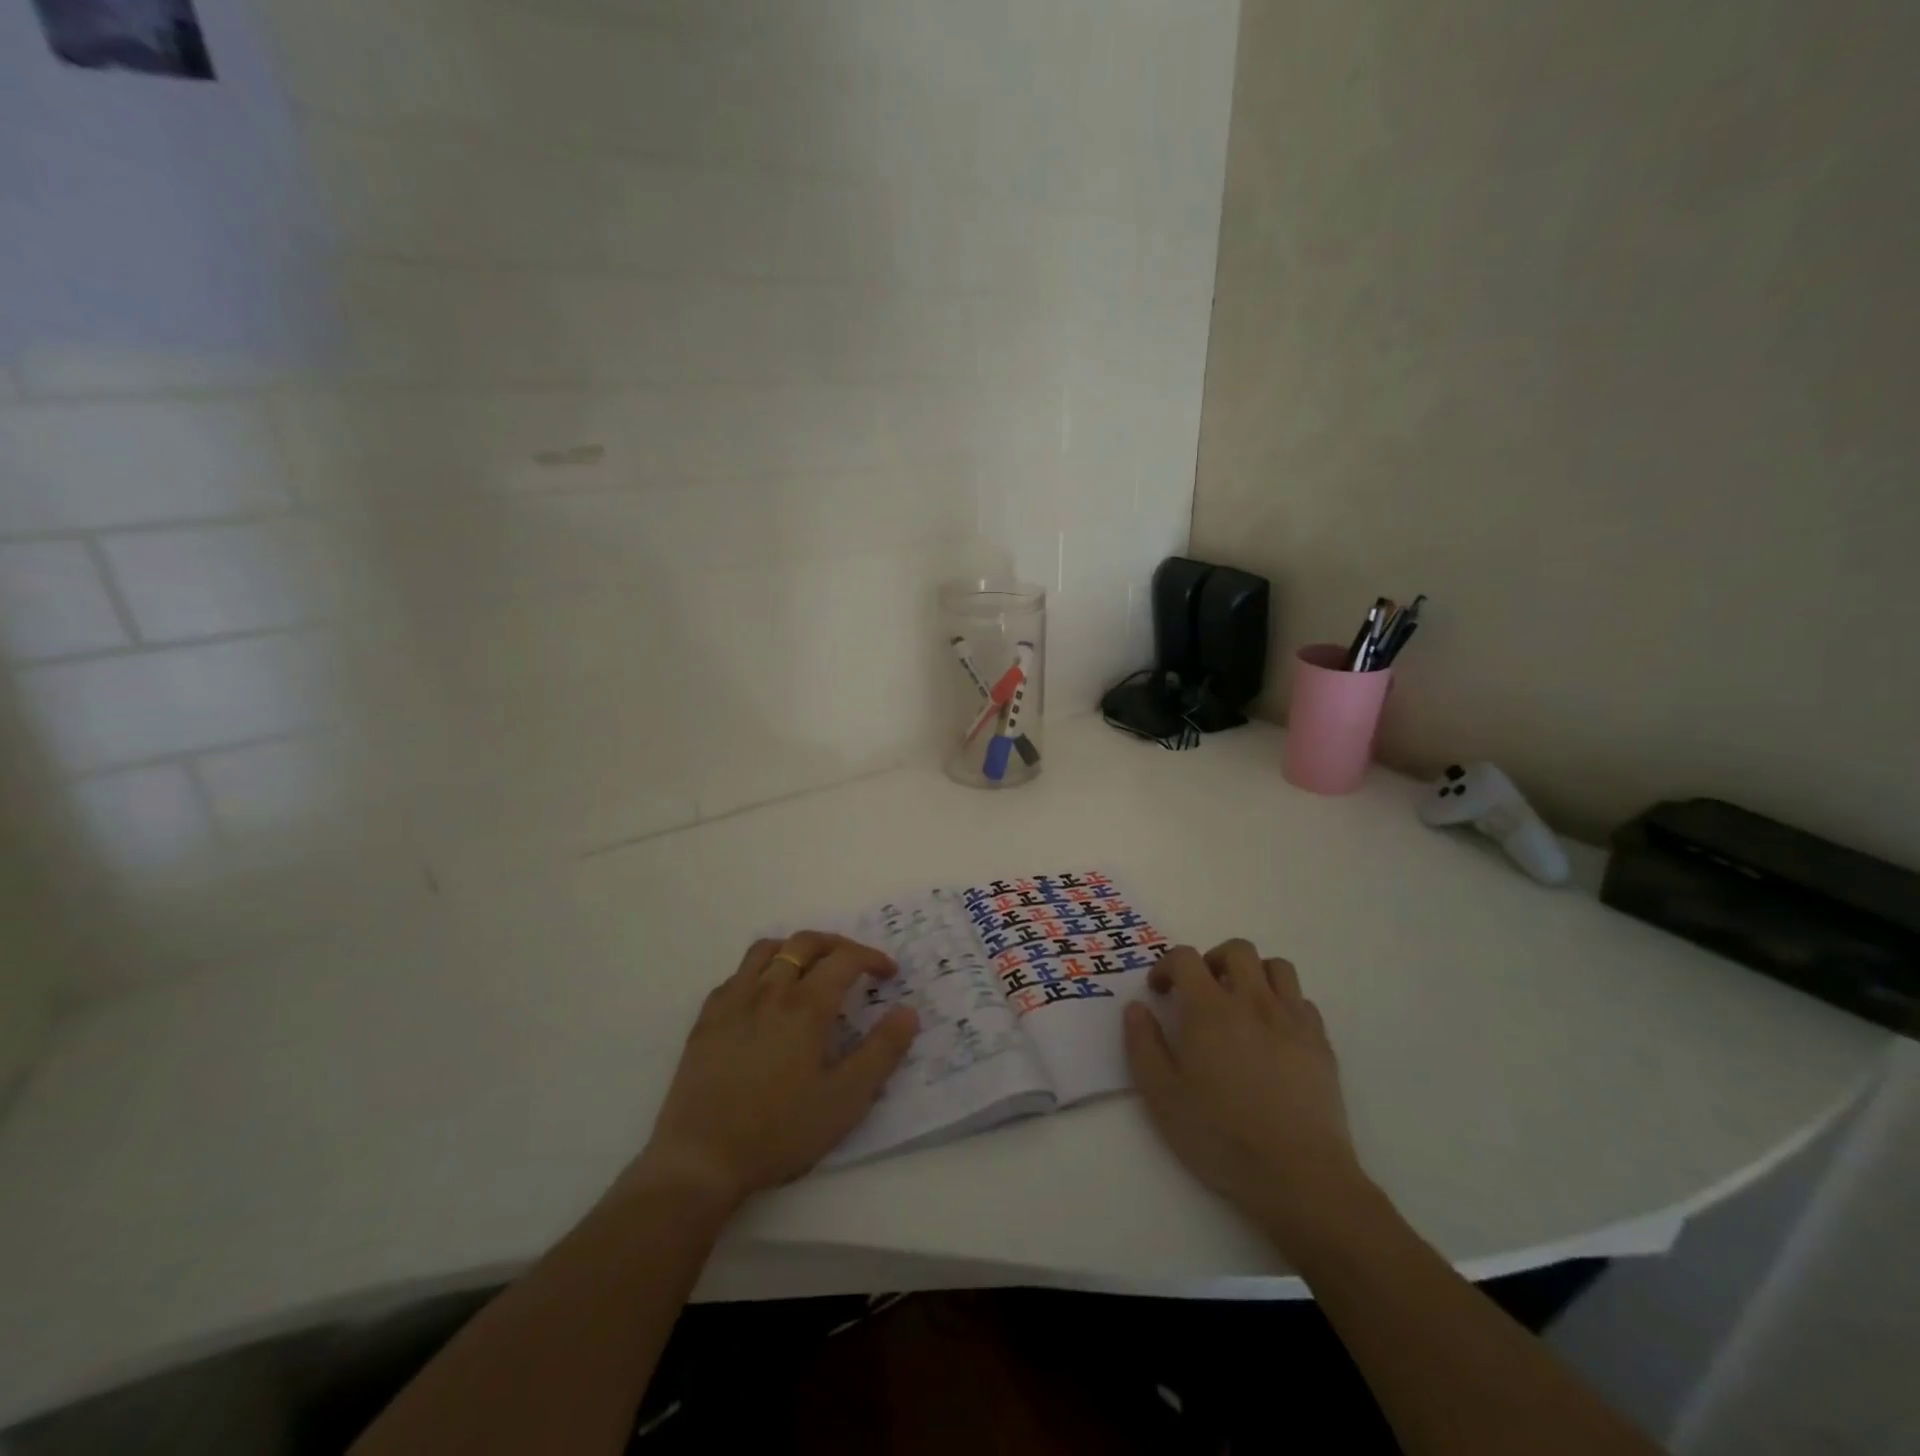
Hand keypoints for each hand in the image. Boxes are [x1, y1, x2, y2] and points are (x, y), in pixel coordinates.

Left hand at [628, 933, 918, 1210]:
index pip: (845, 959)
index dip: (872, 958)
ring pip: (767, 949)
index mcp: (806, 1005)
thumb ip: (882, 1051)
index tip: (888, 973)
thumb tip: (908, 1012)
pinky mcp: (707, 1018)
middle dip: (837, 945)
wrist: (702, 1158)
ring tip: (809, 968)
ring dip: (795, 948)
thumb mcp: (846, 1099)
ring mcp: (733, 1000)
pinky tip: (764, 995)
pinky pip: (736, 974)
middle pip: (806, 943)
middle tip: (854, 963)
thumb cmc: (780, 1130)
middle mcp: (770, 990)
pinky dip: (759, 970)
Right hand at [1125, 940, 1369, 1254]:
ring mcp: (1292, 1020)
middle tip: (1200, 991)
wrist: (1299, 1176)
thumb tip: (1137, 1007)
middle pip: (1237, 950)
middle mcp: (1253, 1001)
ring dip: (1253, 974)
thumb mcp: (1162, 1096)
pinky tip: (1273, 1033)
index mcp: (1209, 1009)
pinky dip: (1283, 1003)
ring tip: (1240, 1004)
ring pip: (1276, 967)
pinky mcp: (1321, 1043)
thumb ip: (1143, 1045)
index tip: (1159, 992)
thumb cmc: (1221, 1136)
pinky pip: (1302, 1001)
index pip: (1186, 958)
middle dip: (1212, 960)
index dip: (1166, 966)